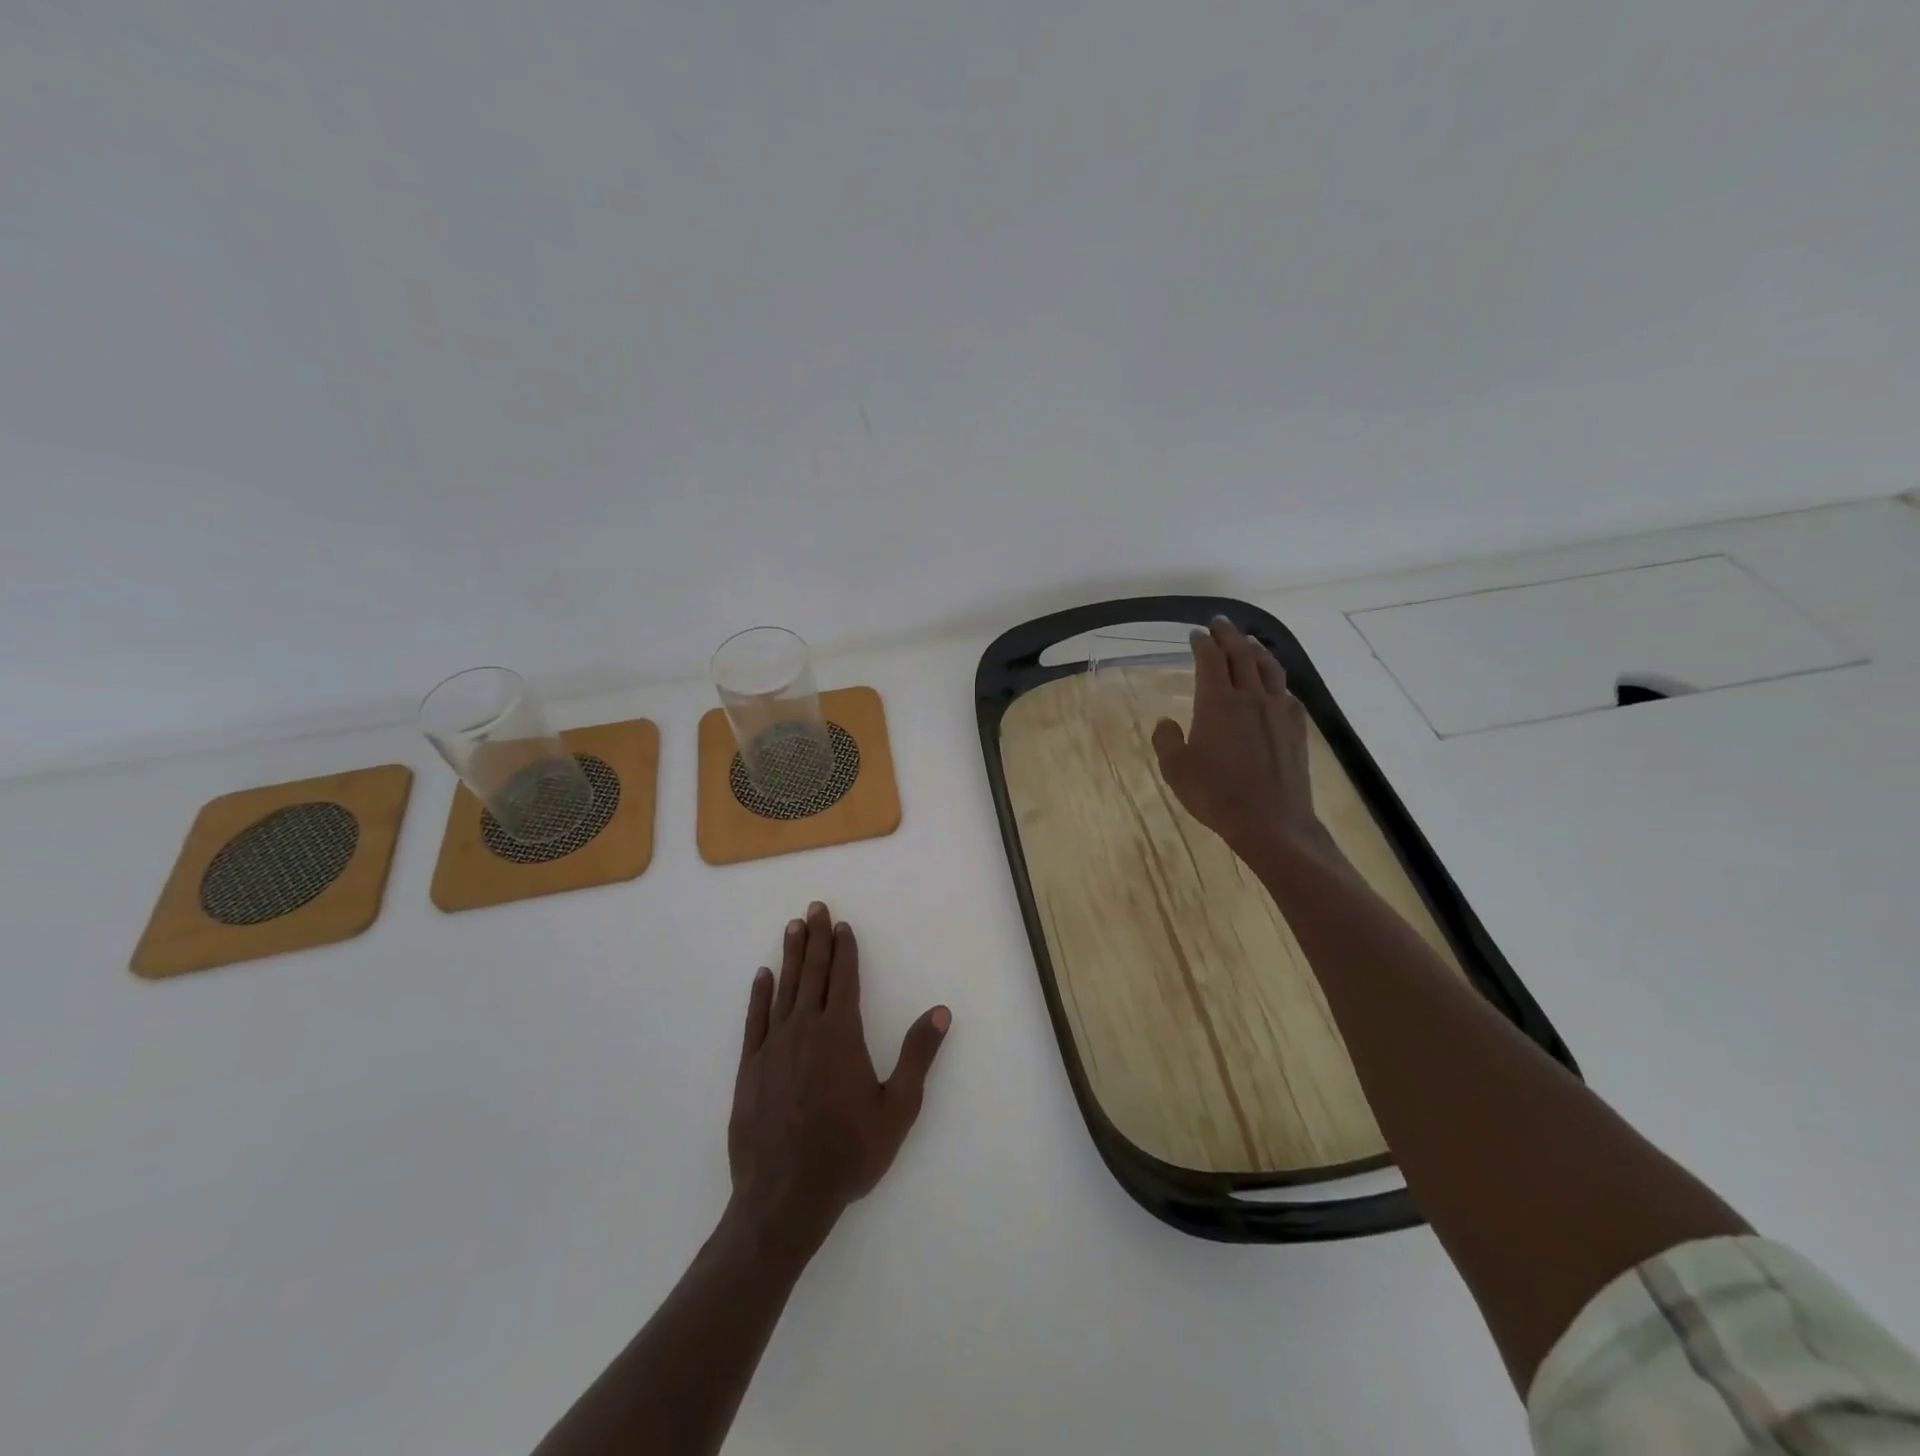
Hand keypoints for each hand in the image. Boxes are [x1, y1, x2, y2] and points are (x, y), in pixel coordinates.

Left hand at [726, 902, 950, 1253]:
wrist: (785, 1197)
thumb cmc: (848, 1153)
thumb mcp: (897, 1108)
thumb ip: (918, 1056)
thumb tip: (940, 1011)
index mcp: (841, 1034)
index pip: (845, 979)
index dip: (845, 950)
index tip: (843, 925)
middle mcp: (806, 1029)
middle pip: (813, 973)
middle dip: (816, 938)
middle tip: (815, 907)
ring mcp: (774, 1046)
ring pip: (784, 988)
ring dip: (790, 955)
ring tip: (793, 926)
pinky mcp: (750, 1067)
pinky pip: (755, 1019)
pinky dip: (759, 994)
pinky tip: (762, 976)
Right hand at [1151, 617, 1336, 865]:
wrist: (1271, 821)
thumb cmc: (1216, 795)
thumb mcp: (1176, 770)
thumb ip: (1167, 740)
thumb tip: (1166, 722)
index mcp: (1217, 702)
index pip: (1210, 660)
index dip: (1202, 643)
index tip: (1196, 633)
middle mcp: (1251, 697)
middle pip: (1241, 654)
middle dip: (1228, 635)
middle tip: (1220, 622)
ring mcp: (1278, 710)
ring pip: (1269, 667)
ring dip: (1256, 649)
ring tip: (1248, 641)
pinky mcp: (1296, 727)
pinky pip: (1286, 691)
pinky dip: (1275, 678)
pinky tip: (1273, 683)